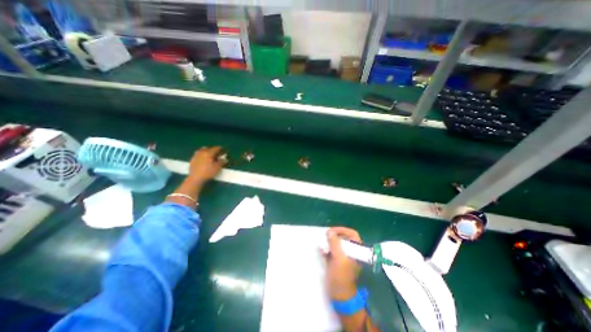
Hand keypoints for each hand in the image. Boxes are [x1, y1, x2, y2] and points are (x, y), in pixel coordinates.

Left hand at [190, 147, 226, 184]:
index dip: (220, 148)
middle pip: (208, 148)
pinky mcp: (192, 160)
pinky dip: (202, 155)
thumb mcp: (218, 167)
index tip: (223, 149)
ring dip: (206, 151)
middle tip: (217, 153)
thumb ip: (222, 162)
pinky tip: (203, 159)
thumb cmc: (208, 172)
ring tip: (209, 154)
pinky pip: (198, 154)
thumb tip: (225, 159)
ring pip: (202, 150)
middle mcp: (202, 152)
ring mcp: (196, 155)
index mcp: (209, 153)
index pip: (216, 148)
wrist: (195, 178)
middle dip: (213, 150)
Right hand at [326, 228, 362, 299]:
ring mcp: (343, 257)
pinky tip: (321, 250)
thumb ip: (335, 243)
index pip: (352, 234)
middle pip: (343, 238)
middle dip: (334, 236)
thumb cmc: (341, 276)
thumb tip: (330, 231)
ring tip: (322, 243)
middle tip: (325, 236)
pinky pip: (331, 251)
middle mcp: (351, 252)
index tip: (332, 231)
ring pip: (337, 244)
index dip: (343, 230)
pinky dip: (326, 249)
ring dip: (329, 242)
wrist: (339, 296)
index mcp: (356, 251)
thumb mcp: (338, 258)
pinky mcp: (336, 262)